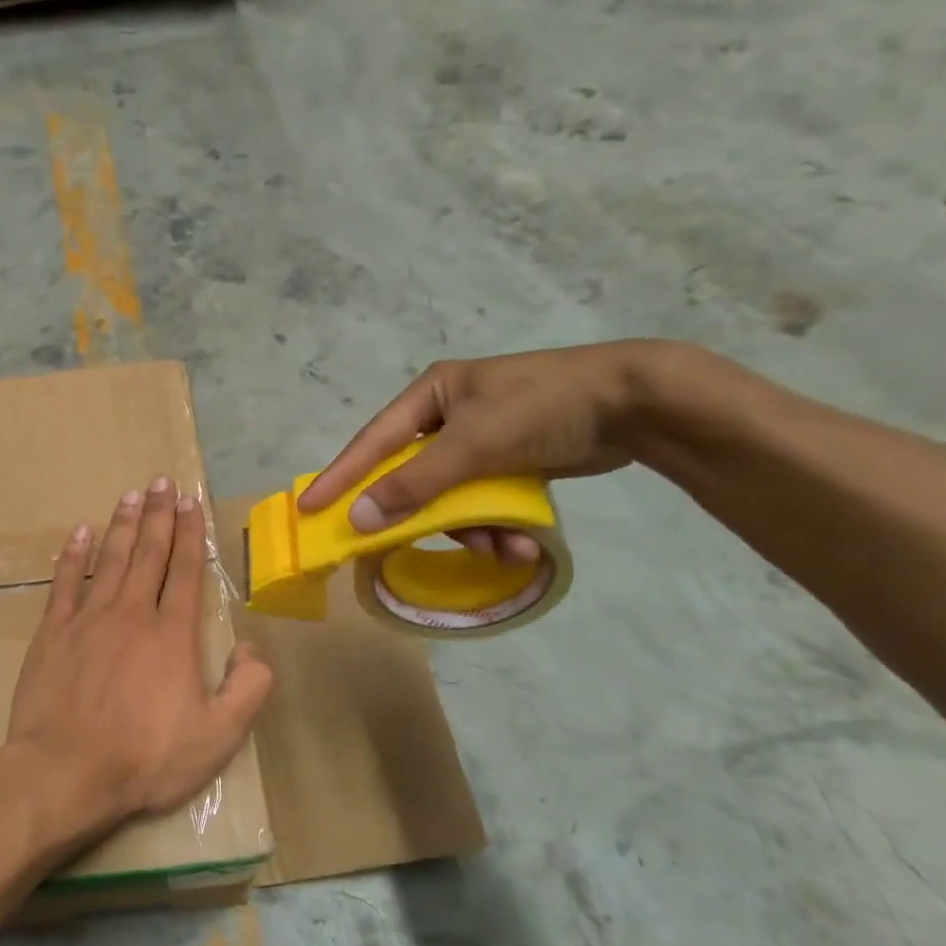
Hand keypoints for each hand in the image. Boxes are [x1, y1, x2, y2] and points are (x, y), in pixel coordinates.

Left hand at [5, 477, 274, 829]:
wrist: (66, 771)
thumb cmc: (145, 758)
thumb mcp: (218, 736)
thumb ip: (248, 688)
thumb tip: (252, 647)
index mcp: (173, 634)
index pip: (186, 571)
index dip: (190, 534)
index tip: (189, 502)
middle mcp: (132, 614)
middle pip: (148, 554)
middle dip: (158, 515)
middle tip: (161, 481)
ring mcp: (88, 620)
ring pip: (109, 560)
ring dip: (122, 525)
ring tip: (131, 495)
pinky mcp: (52, 633)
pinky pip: (64, 583)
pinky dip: (73, 555)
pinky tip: (80, 533)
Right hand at [297, 341, 672, 561]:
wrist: (636, 404)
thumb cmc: (543, 408)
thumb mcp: (473, 445)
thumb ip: (413, 485)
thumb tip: (357, 519)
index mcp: (431, 395)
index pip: (372, 442)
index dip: (340, 477)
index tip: (309, 508)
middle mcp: (448, 416)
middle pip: (411, 476)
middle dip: (423, 515)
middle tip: (399, 546)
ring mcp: (479, 440)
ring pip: (449, 497)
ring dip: (471, 529)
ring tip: (502, 549)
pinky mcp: (508, 462)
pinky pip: (482, 501)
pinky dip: (495, 525)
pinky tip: (520, 544)